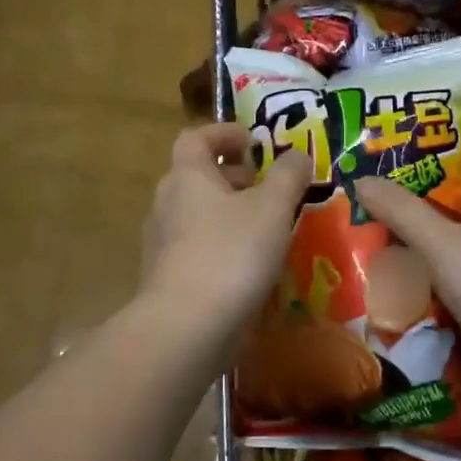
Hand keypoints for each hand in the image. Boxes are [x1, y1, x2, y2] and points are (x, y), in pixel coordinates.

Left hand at [141, 123, 311, 345]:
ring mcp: (162, 243)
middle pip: (198, 177)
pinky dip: (223, 245)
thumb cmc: (231, 253)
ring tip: (268, 228)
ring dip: (231, 213)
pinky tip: (250, 266)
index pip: (197, 137)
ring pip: (199, 214)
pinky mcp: (168, 278)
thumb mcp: (272, 208)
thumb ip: (288, 176)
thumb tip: (298, 153)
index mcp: (187, 177)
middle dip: (235, 176)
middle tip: (269, 188)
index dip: (225, 133)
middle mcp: (167, 204)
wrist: (187, 327)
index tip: (256, 143)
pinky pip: (198, 248)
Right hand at [356, 154, 460, 381]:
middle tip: (401, 202)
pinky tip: (431, 284)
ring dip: (449, 241)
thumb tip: (362, 180)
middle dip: (443, 201)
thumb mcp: (440, 244)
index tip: (422, 160)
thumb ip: (401, 211)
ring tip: (407, 241)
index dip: (458, 158)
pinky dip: (459, 274)